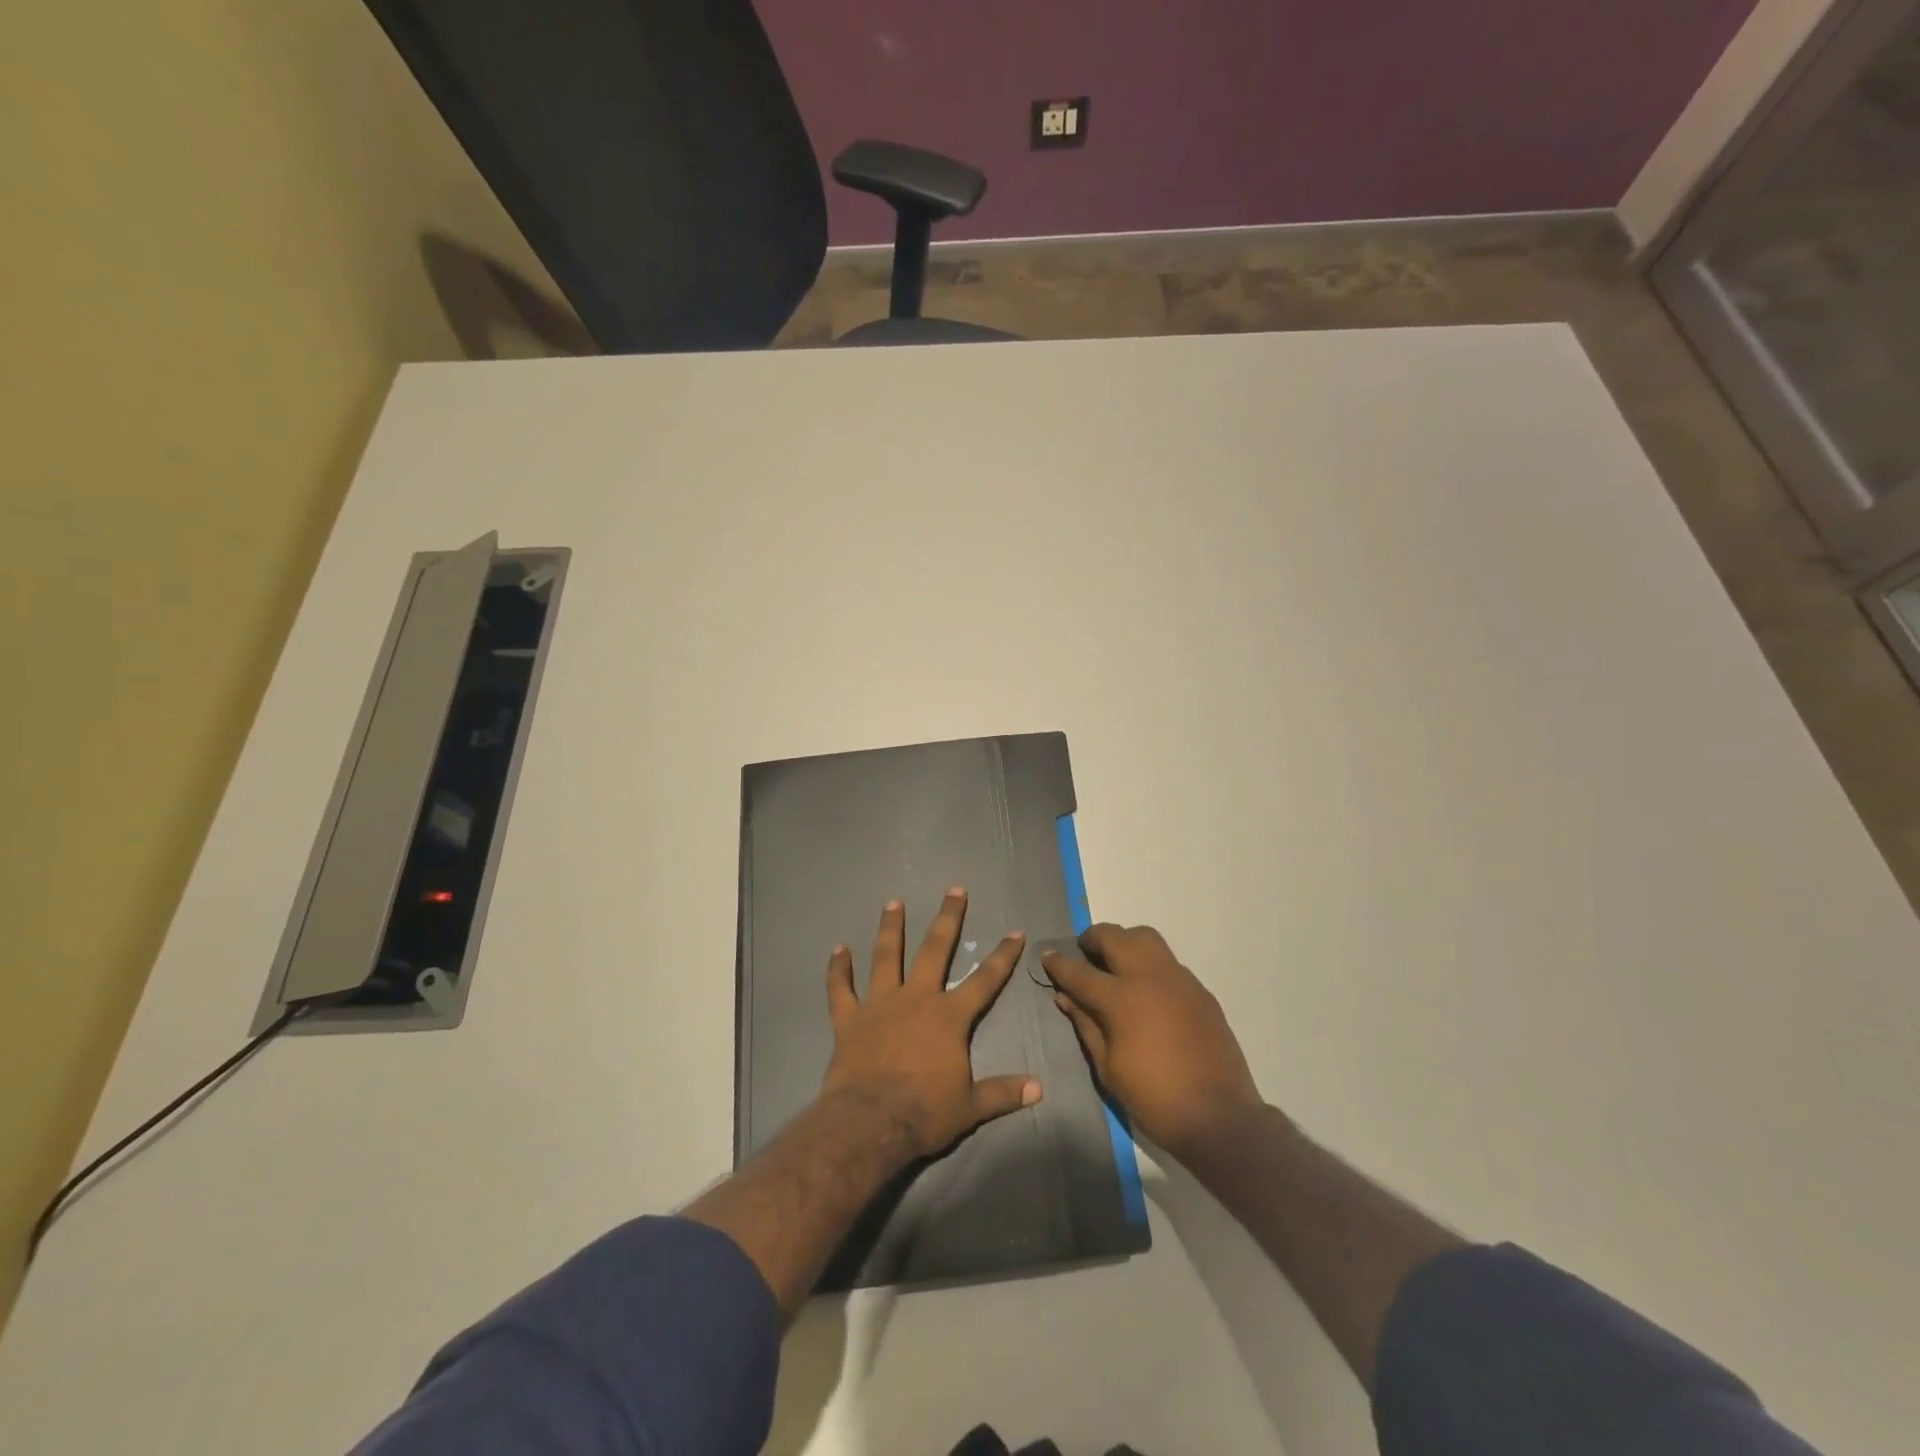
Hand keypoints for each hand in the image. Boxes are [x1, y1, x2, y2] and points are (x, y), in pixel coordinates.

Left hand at [822, 890, 1041, 1161]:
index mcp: (948, 1017)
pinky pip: (841, 989)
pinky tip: (837, 950)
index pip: (984, 980)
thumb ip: (1002, 1092)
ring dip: (890, 928)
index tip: (1015, 932)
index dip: (1003, 956)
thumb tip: (1039, 1089)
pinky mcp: (849, 1020)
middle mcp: (916, 999)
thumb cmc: (924, 1112)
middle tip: (954, 890)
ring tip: (893, 902)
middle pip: (934, 950)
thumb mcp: (971, 1107)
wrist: (870, 1123)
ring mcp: (879, 1005)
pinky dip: (838, 970)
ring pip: (885, 957)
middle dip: (947, 918)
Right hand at [1043, 923, 1262, 1158]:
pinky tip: (1147, 990)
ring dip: (1124, 942)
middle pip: (1114, 937)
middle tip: (1083, 952)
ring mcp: (1179, 979)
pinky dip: (1150, 964)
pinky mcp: (1200, 990)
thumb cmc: (1153, 1098)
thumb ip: (1086, 1025)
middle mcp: (1149, 977)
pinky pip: (1169, 962)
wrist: (1218, 1116)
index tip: (1047, 956)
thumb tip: (1065, 997)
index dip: (1059, 963)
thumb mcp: (1107, 1067)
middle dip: (1092, 938)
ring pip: (1146, 938)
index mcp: (1121, 999)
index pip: (1080, 972)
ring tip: (1116, 962)